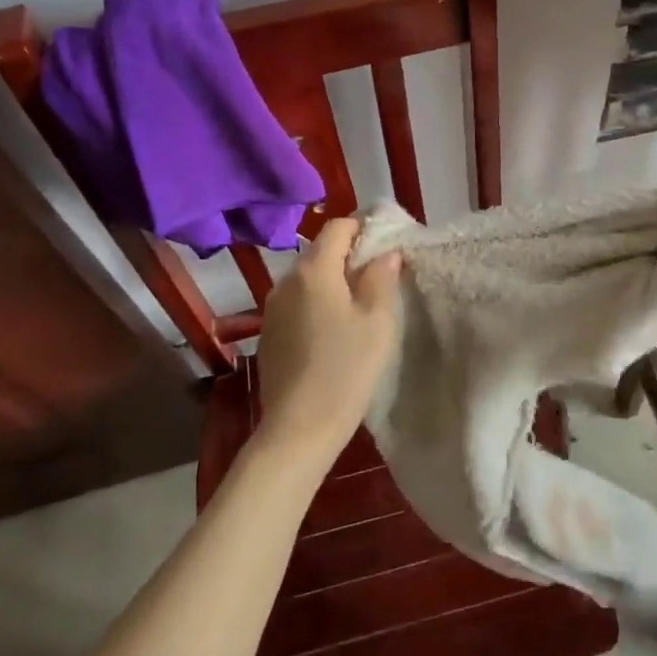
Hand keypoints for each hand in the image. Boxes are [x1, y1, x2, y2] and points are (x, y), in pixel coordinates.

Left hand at [252, 218, 402, 472]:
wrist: (299, 428)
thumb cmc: (346, 369)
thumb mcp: (377, 321)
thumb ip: (381, 278)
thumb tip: (385, 253)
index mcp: (314, 270)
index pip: (338, 227)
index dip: (364, 227)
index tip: (387, 243)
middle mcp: (286, 281)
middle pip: (321, 251)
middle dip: (350, 256)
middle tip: (380, 276)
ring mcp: (273, 308)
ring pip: (309, 279)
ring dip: (334, 281)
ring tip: (360, 305)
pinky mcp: (269, 333)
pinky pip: (297, 303)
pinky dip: (317, 304)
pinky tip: (333, 331)